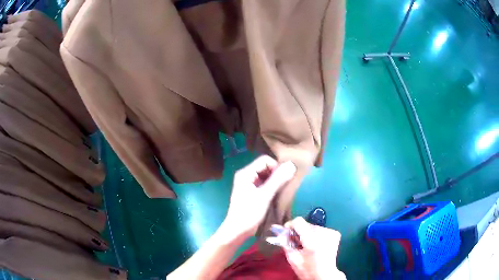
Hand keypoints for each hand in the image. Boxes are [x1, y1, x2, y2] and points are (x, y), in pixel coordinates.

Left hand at [224, 155, 295, 237]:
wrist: (237, 230)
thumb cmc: (249, 213)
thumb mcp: (265, 195)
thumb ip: (278, 179)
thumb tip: (291, 165)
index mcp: (246, 173)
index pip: (265, 160)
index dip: (277, 166)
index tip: (286, 177)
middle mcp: (246, 175)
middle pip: (265, 167)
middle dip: (277, 173)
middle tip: (286, 183)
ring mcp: (248, 184)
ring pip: (266, 176)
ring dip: (275, 180)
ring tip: (283, 188)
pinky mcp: (252, 192)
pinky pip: (264, 183)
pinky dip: (272, 186)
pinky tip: (278, 193)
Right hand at [284, 217, 345, 279]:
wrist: (325, 275)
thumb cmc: (307, 270)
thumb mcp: (293, 259)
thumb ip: (286, 244)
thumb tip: (280, 233)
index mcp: (312, 241)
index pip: (299, 222)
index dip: (290, 225)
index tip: (286, 233)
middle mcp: (323, 233)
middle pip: (306, 224)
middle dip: (299, 231)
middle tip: (295, 242)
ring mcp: (331, 233)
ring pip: (313, 227)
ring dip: (307, 233)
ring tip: (306, 245)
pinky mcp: (335, 234)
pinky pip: (321, 230)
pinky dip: (316, 235)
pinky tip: (315, 245)